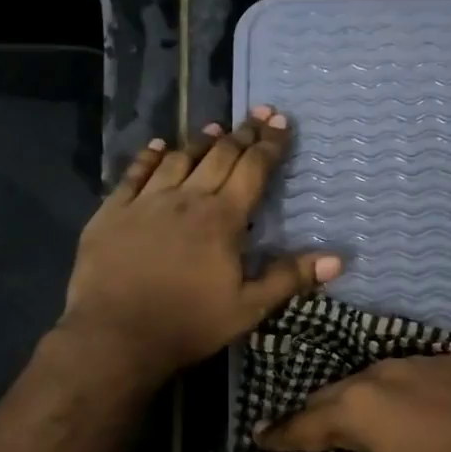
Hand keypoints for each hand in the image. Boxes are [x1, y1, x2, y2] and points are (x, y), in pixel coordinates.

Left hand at [61, 106, 340, 382]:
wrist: (115, 336)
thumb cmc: (188, 324)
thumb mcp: (248, 308)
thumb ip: (289, 278)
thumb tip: (338, 259)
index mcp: (222, 218)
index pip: (253, 169)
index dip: (270, 144)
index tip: (281, 121)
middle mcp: (187, 199)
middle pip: (219, 156)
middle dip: (242, 133)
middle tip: (257, 115)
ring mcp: (146, 201)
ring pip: (178, 158)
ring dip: (201, 141)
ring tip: (216, 128)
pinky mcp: (113, 211)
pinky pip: (134, 173)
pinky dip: (148, 156)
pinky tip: (156, 146)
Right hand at [254, 355, 450, 451]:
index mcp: (359, 407)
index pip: (305, 422)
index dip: (280, 433)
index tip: (258, 436)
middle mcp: (379, 373)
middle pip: (332, 394)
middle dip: (313, 416)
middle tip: (300, 436)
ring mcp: (414, 361)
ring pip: (366, 379)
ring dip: (350, 401)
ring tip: (347, 425)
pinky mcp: (444, 360)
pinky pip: (398, 373)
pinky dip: (384, 391)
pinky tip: (396, 410)